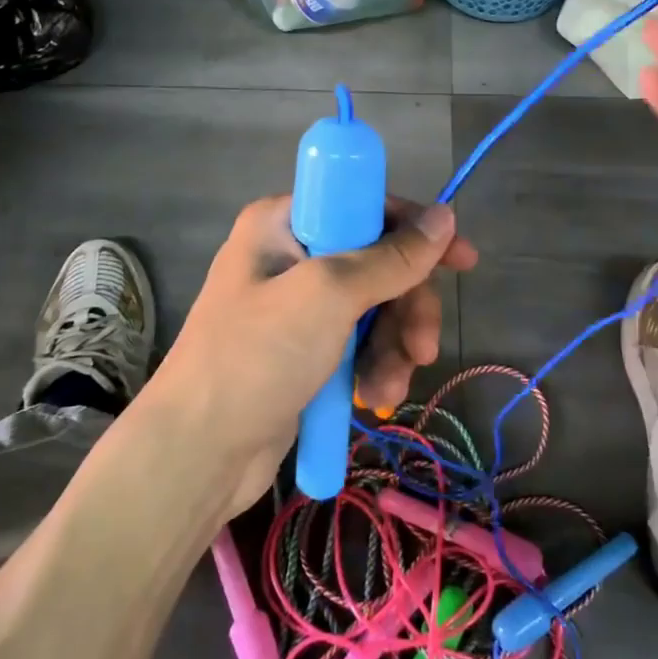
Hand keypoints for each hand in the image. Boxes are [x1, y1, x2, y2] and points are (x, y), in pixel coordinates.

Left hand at [148, 195, 476, 514]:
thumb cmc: (257, 357)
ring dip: (393, 347)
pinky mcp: (303, 349)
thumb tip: (446, 216)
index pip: (366, 205)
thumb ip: (391, 257)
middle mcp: (290, 254)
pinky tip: (374, 398)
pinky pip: (357, 343)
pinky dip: (373, 366)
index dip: (414, 230)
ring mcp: (296, 305)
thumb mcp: (329, 296)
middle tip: (424, 348)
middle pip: (378, 262)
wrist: (197, 453)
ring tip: (387, 388)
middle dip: (407, 307)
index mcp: (284, 222)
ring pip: (374, 308)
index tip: (460, 261)